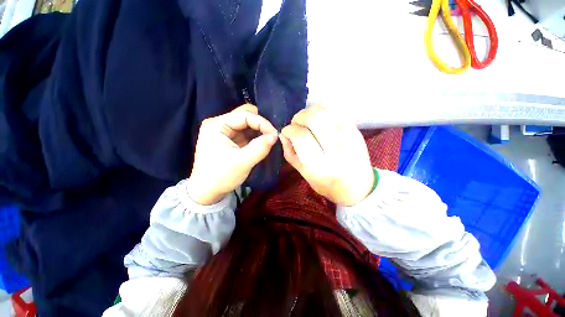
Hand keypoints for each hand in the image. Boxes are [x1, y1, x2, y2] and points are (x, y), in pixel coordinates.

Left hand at [187, 104, 277, 204]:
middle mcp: (219, 124)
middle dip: (260, 124)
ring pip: (246, 123)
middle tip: (272, 135)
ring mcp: (224, 131)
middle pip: (244, 115)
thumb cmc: (221, 177)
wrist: (207, 193)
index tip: (275, 134)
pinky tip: (263, 142)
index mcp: (217, 125)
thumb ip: (260, 147)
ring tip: (270, 138)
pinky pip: (245, 133)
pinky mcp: (229, 139)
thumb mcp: (243, 162)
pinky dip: (255, 136)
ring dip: (259, 130)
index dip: (262, 122)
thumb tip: (275, 135)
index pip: (244, 115)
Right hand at [280, 105, 373, 205]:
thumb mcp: (304, 174)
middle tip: (297, 124)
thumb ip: (290, 153)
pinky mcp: (356, 130)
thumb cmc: (328, 184)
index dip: (289, 130)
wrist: (358, 187)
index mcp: (319, 165)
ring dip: (310, 111)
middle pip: (313, 118)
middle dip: (299, 117)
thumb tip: (283, 134)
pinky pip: (337, 110)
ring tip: (308, 121)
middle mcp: (335, 149)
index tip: (286, 132)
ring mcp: (348, 137)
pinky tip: (320, 119)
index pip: (300, 136)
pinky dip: (323, 109)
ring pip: (325, 110)